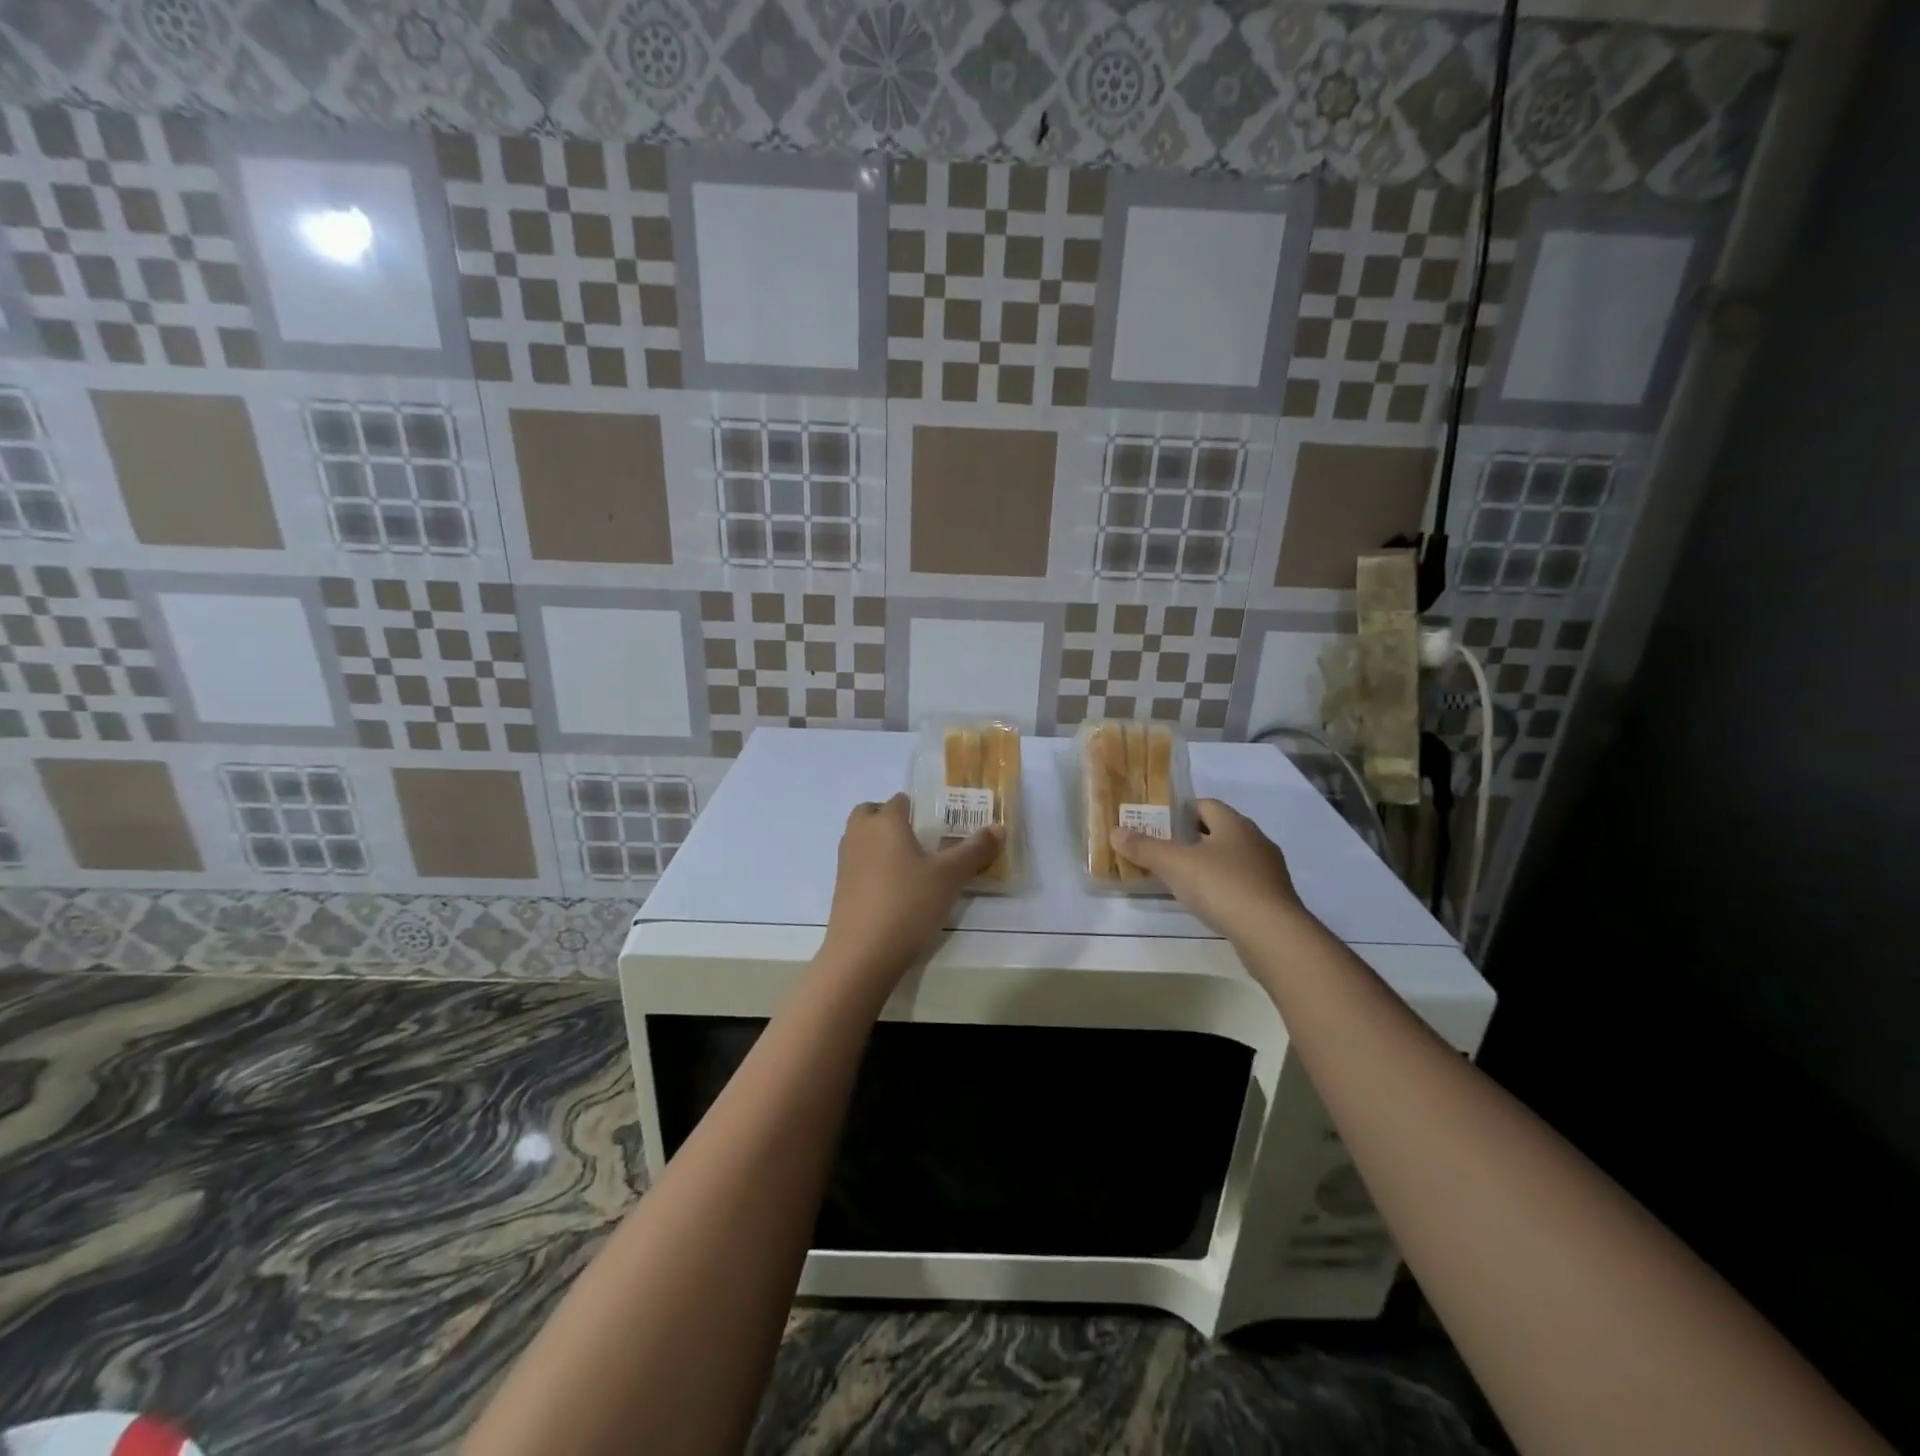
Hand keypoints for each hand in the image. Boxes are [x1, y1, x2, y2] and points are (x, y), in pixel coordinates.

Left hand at [819, 793, 1002, 983]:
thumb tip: (999, 828)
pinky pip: (858, 864)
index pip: (900, 800)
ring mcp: (845, 862)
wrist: (862, 954)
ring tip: (911, 865)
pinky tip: (896, 890)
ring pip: (862, 838)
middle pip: (872, 813)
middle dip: (891, 819)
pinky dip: (873, 867)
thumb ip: (975, 850)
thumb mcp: (950, 877)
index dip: (920, 807)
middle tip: (919, 839)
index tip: (941, 824)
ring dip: (880, 843)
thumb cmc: (908, 903)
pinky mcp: (840, 888)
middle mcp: (859, 834)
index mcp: (885, 822)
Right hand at [1111, 798, 1306, 942]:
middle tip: (1163, 850)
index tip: (1158, 824)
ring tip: (1180, 878)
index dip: (1181, 810)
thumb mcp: (1175, 865)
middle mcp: (1255, 840)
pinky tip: (1206, 902)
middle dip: (1192, 838)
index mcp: (1234, 823)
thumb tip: (1115, 831)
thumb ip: (1144, 848)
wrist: (1272, 934)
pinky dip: (1222, 887)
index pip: (1205, 804)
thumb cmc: (1222, 886)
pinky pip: (1241, 883)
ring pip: (1231, 858)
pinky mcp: (1273, 899)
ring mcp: (1268, 871)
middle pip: (1219, 830)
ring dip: (1208, 864)